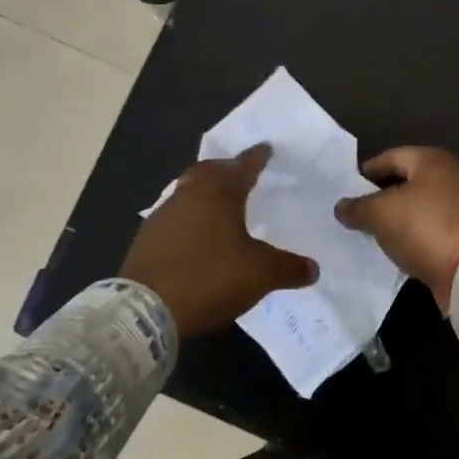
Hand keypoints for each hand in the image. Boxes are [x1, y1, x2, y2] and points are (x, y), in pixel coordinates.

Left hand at [121, 144, 317, 337]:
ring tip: (219, 203)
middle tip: (240, 173)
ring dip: (204, 191)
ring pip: (188, 189)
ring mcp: (164, 213)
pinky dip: (188, 215)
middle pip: (210, 170)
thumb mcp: (259, 275)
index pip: (243, 165)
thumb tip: (313, 269)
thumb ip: (288, 268)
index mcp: (219, 192)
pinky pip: (174, 214)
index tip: (267, 148)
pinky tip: (195, 233)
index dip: (258, 157)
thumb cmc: (209, 278)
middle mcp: (190, 193)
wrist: (144, 309)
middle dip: (226, 168)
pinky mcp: (147, 236)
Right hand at [334, 146, 458, 312]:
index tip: (347, 189)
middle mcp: (453, 175)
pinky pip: (434, 228)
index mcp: (433, 159)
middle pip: (408, 181)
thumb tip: (342, 206)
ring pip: (421, 206)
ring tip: (375, 233)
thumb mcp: (381, 214)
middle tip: (358, 213)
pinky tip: (400, 249)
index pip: (391, 157)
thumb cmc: (424, 227)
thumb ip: (358, 207)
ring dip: (400, 218)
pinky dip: (416, 235)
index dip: (367, 172)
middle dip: (382, 196)